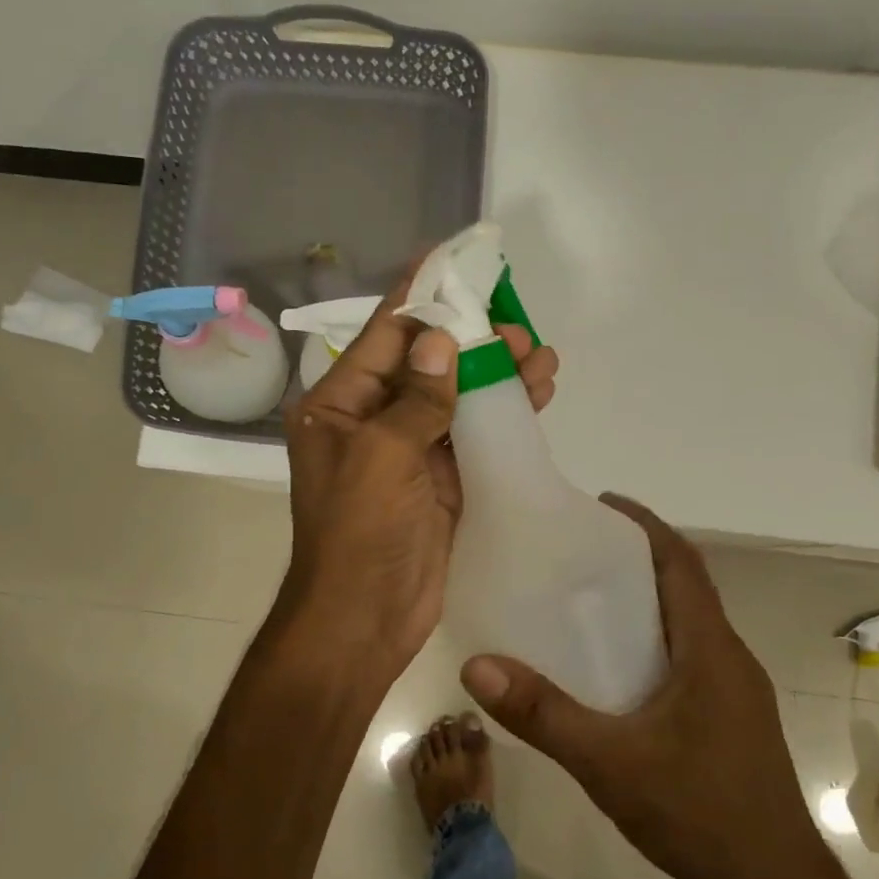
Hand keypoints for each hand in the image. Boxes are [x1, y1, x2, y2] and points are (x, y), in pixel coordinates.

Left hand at [281, 293, 557, 690]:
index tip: (453, 259)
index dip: (419, 296)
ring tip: (540, 354)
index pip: (384, 336)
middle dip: (471, 340)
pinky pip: (473, 438)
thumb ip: (416, 398)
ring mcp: (409, 453)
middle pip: (427, 364)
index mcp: (339, 405)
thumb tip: (440, 342)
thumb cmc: (359, 532)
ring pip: (456, 399)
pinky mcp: (441, 482)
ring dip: (495, 376)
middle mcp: (372, 421)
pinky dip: (503, 416)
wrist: (365, 619)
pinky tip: (537, 393)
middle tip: (516, 323)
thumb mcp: (381, 455)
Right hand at [458, 494, 828, 878]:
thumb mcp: (610, 764)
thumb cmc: (700, 813)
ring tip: (591, 600)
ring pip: (690, 623)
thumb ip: (543, 715)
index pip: (681, 563)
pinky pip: (692, 656)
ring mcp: (736, 690)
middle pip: (686, 586)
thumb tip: (477, 665)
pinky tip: (619, 670)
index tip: (603, 504)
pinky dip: (657, 640)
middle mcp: (729, 657)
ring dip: (649, 601)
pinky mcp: (733, 718)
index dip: (646, 525)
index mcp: (709, 649)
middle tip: (581, 551)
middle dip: (640, 558)